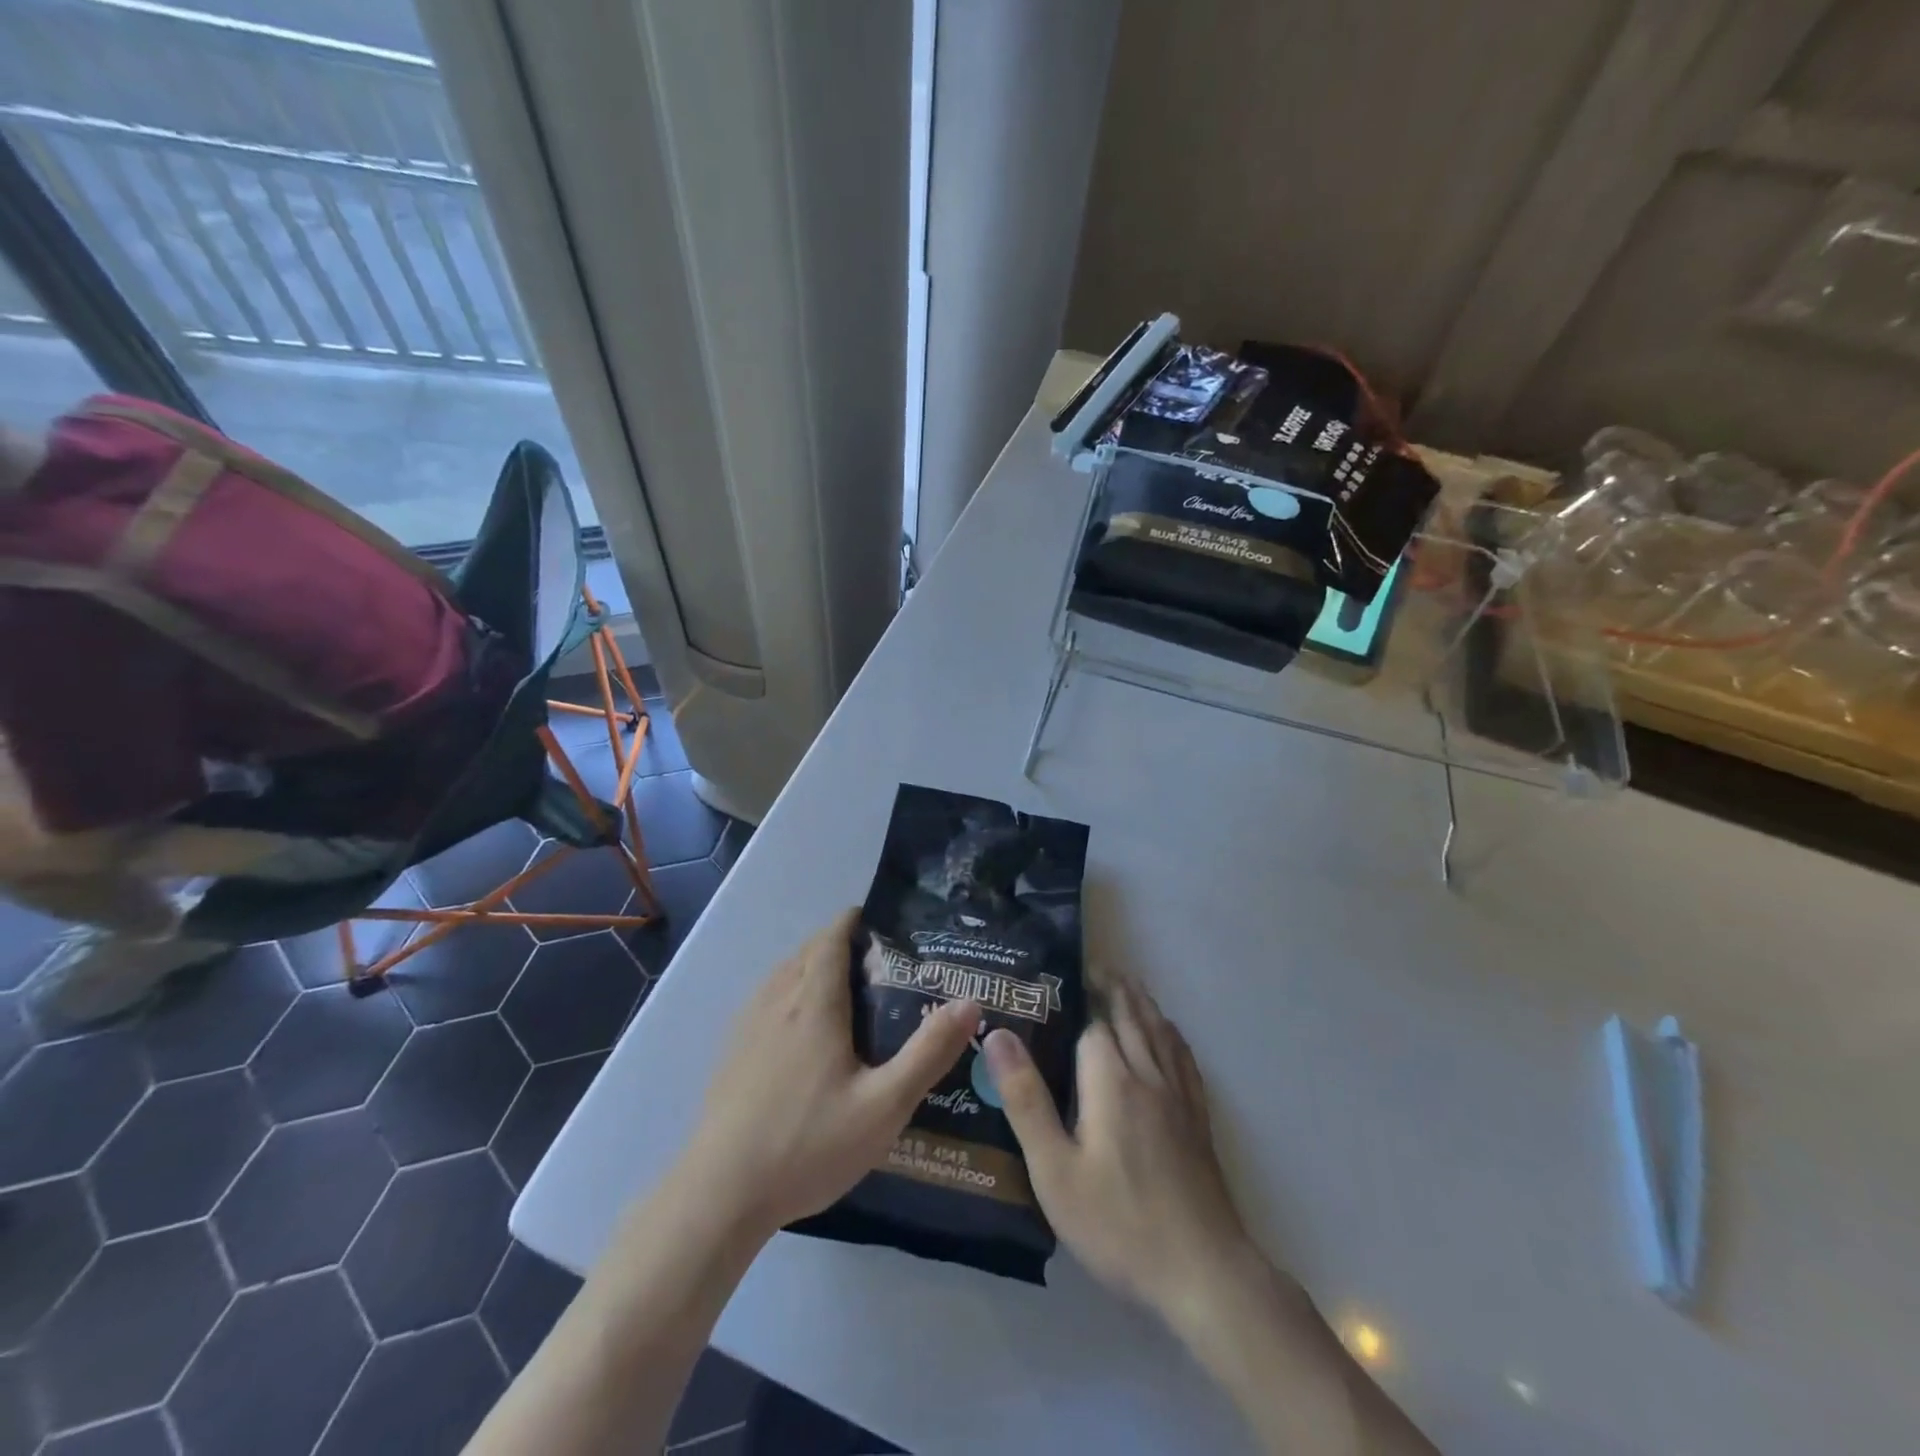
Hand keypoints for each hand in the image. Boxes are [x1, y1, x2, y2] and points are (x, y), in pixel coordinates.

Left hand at [679, 908, 980, 1239]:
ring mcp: (748, 1023)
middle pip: (810, 950)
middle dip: (842, 944)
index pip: (832, 936)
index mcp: (814, 1001)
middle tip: (883, 966)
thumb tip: (970, 1002)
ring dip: (815, 967)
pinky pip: (767, 998)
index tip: (888, 927)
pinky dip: (792, 992)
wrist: (720, 1193)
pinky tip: (806, 1033)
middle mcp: (777, 999)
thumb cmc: (807, 1144)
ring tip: (850, 994)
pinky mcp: (732, 1049)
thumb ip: (928, 1053)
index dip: (857, 921)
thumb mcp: (883, 1105)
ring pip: (785, 973)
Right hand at [985, 977, 1268, 1332]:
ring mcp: (1179, 1096)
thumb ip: (1025, 1098)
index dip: (1078, 996)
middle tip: (1094, 966)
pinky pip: (1184, 1058)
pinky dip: (1171, 1034)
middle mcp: (1148, 1075)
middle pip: (1132, 1015)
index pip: (1094, 1020)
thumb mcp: (1054, 1168)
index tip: (1060, 976)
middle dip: (1113, 987)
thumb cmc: (1118, 1222)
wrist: (1204, 1273)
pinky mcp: (1198, 1120)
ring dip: (1142, 1002)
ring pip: (1160, 1031)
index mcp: (1110, 1079)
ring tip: (1127, 985)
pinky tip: (1168, 1035)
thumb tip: (998, 1034)